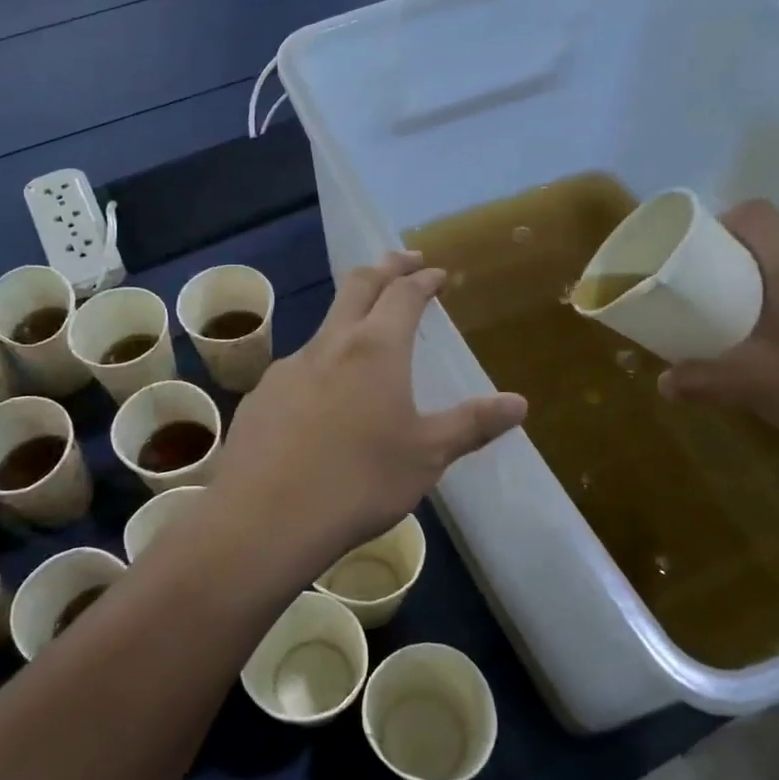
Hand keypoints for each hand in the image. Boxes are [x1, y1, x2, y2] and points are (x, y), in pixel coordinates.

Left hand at [208, 252, 526, 570]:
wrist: (267, 518)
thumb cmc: (360, 482)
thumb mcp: (427, 456)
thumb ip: (471, 424)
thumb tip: (519, 403)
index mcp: (375, 349)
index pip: (403, 294)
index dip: (423, 279)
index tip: (436, 273)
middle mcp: (329, 345)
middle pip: (357, 286)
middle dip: (384, 268)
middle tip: (403, 261)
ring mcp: (287, 369)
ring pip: (324, 328)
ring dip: (349, 318)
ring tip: (365, 338)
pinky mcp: (259, 398)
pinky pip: (297, 369)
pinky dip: (320, 366)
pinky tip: (321, 401)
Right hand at [658, 201, 778, 471]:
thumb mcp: (755, 386)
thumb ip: (703, 380)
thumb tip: (664, 382)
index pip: (755, 213)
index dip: (717, 224)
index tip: (692, 256)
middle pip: (778, 244)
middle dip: (737, 268)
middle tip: (708, 302)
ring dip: (771, 296)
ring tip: (747, 336)